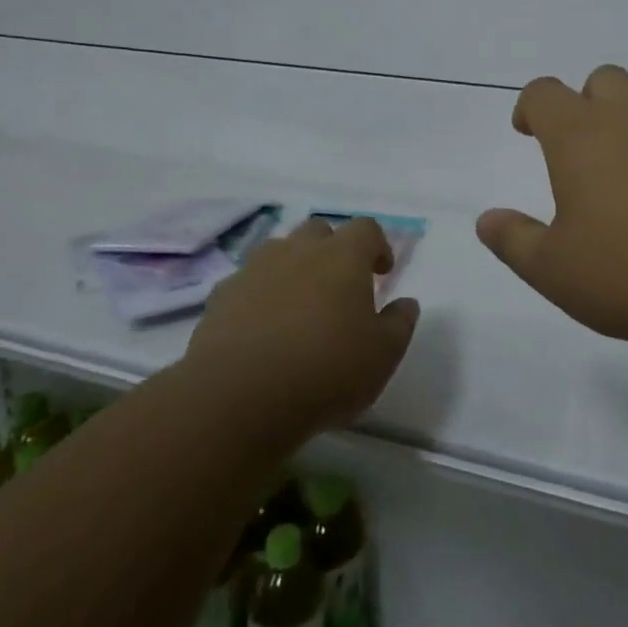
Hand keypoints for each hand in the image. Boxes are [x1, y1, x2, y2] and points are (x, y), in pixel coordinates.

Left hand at [183, 216, 418, 447]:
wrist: (239, 397)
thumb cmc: (326, 371)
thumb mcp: (382, 355)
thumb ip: (399, 323)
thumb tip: (406, 303)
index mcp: (343, 257)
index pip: (366, 228)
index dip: (377, 246)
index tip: (381, 272)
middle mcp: (298, 251)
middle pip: (319, 230)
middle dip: (332, 249)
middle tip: (339, 285)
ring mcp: (255, 270)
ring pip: (279, 251)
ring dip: (293, 268)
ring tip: (298, 304)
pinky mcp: (221, 297)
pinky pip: (246, 283)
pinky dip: (259, 295)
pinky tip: (261, 328)